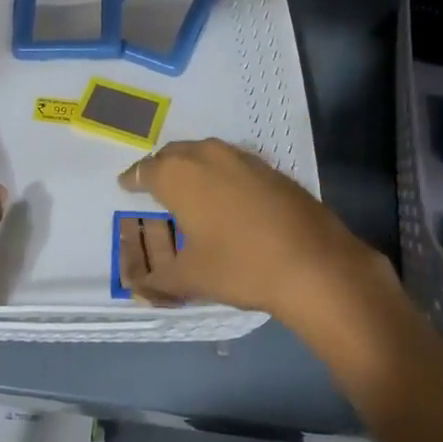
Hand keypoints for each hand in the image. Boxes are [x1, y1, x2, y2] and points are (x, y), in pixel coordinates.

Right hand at [115, 138, 394, 334]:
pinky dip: (223, 173)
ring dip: (194, 165)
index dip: (133, 178)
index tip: (126, 184)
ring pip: (208, 153)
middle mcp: (209, 157)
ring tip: (190, 186)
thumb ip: (160, 280)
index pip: (146, 170)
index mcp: (180, 176)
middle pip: (176, 153)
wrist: (316, 265)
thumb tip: (139, 288)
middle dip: (162, 166)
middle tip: (155, 184)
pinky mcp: (274, 171)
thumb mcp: (193, 278)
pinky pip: (236, 164)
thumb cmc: (241, 266)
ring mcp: (246, 160)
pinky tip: (228, 195)